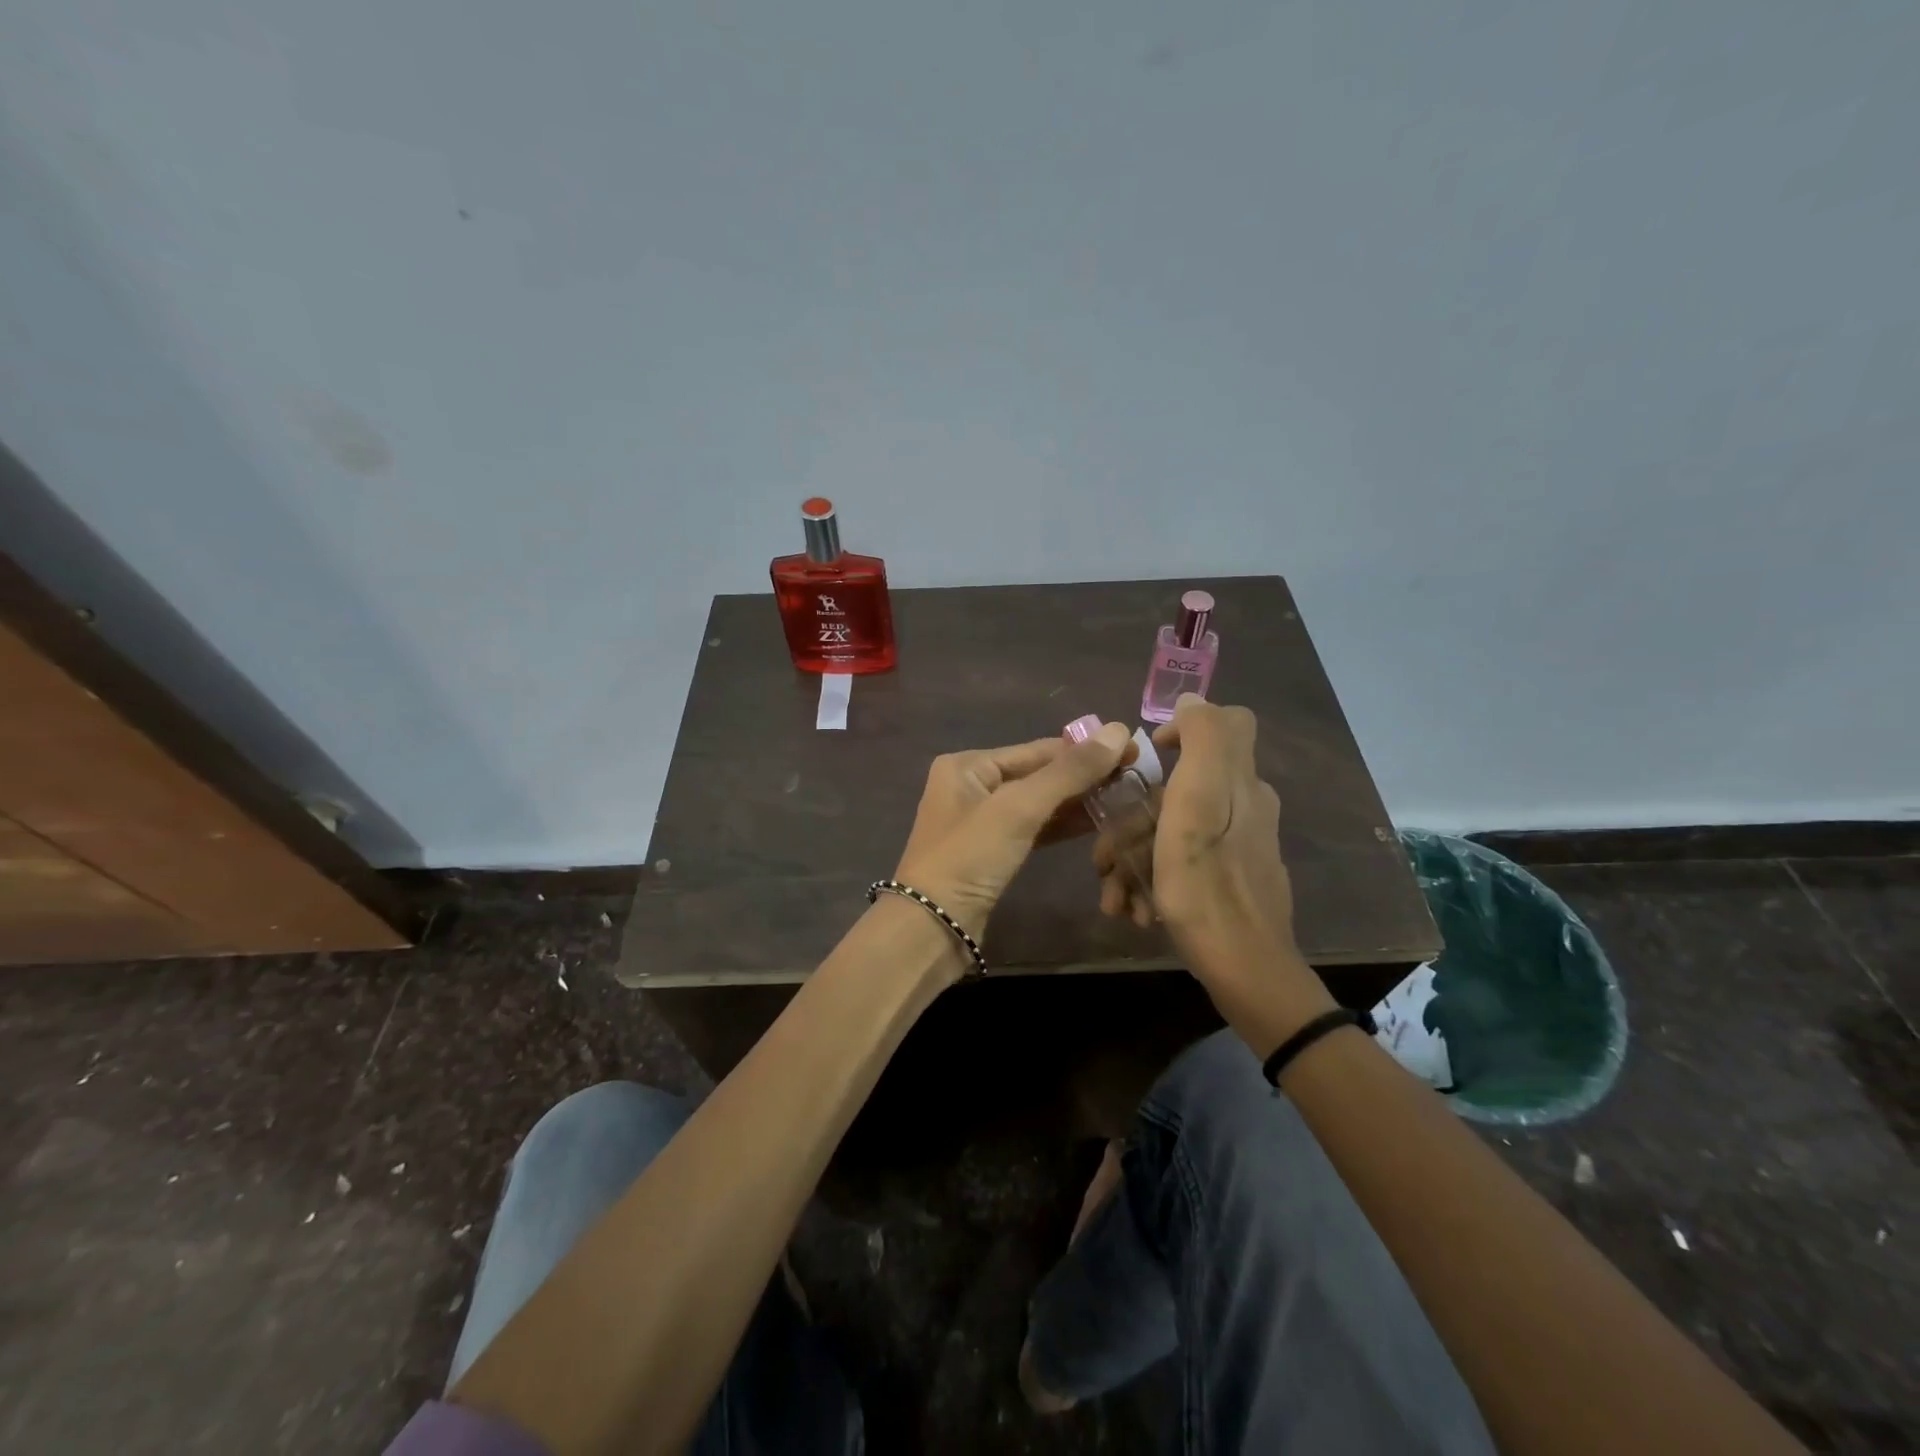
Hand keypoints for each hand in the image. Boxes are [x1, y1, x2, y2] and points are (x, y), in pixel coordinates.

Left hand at [894, 722, 1134, 948]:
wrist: (933, 927)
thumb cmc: (970, 857)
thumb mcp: (1019, 809)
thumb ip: (1069, 772)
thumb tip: (1118, 730)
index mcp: (968, 765)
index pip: (1038, 750)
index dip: (1086, 749)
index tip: (1132, 748)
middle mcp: (972, 785)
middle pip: (1039, 774)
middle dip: (1084, 776)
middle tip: (1136, 774)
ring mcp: (982, 821)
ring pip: (1039, 803)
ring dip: (1078, 801)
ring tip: (1125, 796)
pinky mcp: (993, 852)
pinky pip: (1034, 828)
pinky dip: (1062, 825)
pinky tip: (1097, 823)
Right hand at [1094, 697, 1324, 1016]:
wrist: (1245, 970)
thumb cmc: (1206, 888)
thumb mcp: (1194, 807)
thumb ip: (1203, 742)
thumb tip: (1192, 699)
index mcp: (1238, 782)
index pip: (1227, 722)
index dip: (1183, 728)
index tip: (1147, 761)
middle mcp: (1245, 806)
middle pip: (1183, 787)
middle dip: (1134, 820)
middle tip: (1103, 859)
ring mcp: (1241, 845)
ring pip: (1176, 830)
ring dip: (1136, 859)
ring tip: (1114, 896)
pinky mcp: (1234, 877)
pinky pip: (1187, 862)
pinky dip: (1156, 879)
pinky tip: (1137, 911)